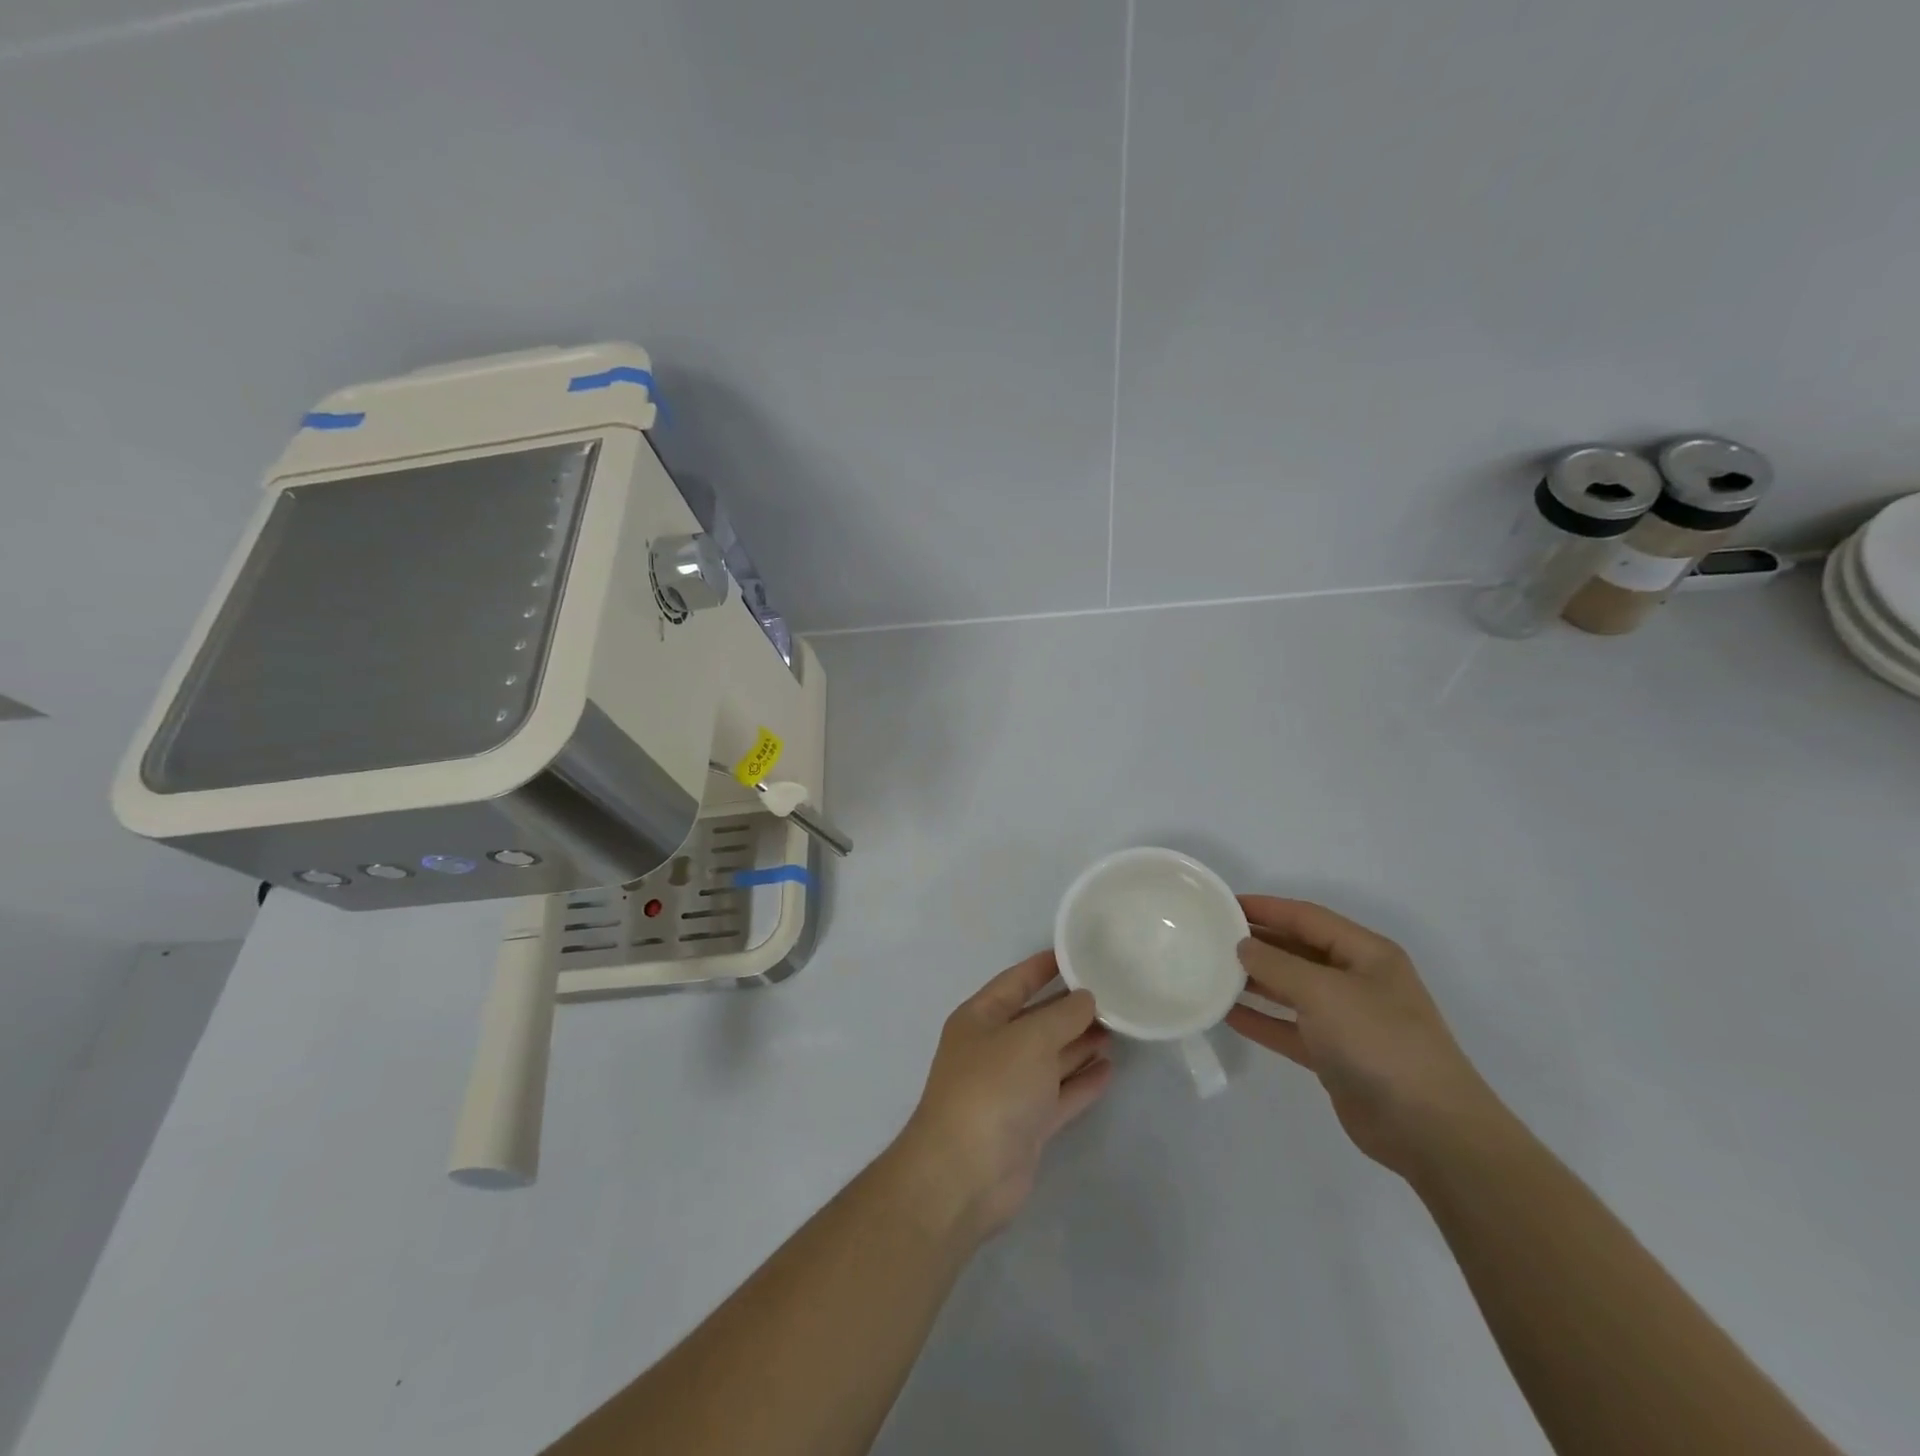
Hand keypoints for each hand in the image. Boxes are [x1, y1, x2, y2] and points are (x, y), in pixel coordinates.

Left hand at [896, 952, 1113, 1242]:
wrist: (965, 1174)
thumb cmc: (992, 1088)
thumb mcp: (1030, 1038)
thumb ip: (1062, 1015)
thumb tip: (1086, 998)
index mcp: (980, 1018)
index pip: (1016, 981)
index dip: (1044, 966)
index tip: (1079, 954)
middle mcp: (993, 1048)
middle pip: (1037, 1020)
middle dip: (1071, 1009)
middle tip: (1113, 995)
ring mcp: (1010, 1089)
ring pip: (1051, 1057)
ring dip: (1080, 1043)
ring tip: (1118, 1028)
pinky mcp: (1027, 1125)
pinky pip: (1059, 1093)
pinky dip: (1082, 1081)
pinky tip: (1109, 1069)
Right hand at [1225, 896, 1502, 1178]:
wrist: (1429, 1129)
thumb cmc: (1379, 1042)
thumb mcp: (1323, 992)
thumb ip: (1276, 965)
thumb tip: (1243, 946)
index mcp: (1366, 954)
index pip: (1307, 918)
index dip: (1266, 908)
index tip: (1224, 903)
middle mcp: (1358, 981)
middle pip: (1299, 951)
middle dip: (1258, 942)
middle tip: (1211, 936)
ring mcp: (1347, 1020)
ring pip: (1292, 990)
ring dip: (1255, 981)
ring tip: (1212, 971)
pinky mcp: (1336, 1056)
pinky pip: (1290, 1028)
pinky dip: (1262, 1020)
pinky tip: (1228, 1014)